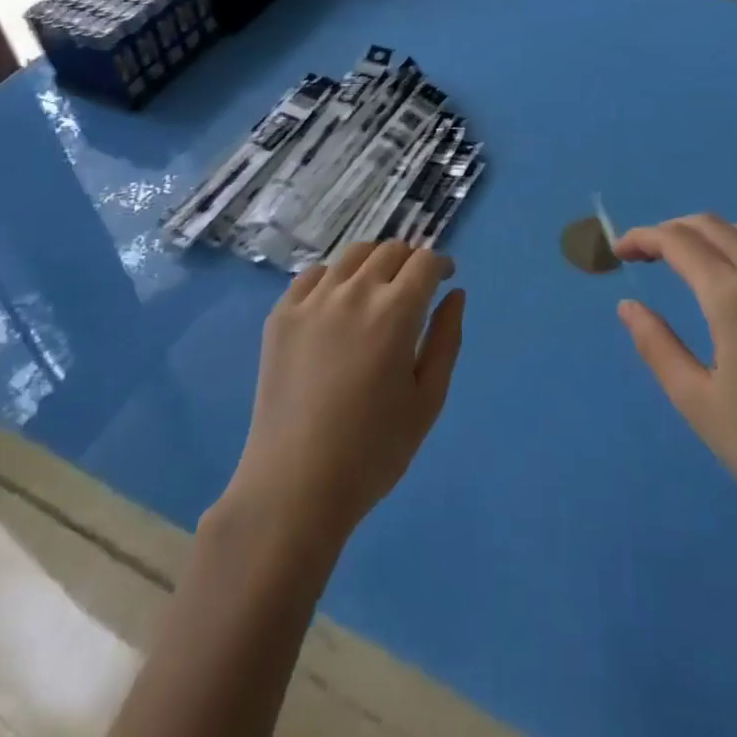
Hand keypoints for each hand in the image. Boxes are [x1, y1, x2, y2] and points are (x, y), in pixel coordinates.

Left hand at [219, 241, 464, 553]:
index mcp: (396, 312)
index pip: (425, 261)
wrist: (295, 486)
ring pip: (353, 255)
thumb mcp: (428, 400)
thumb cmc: (373, 451)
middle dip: (410, 261)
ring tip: (377, 289)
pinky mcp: (281, 314)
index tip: (444, 278)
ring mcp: (313, 300)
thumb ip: (447, 339)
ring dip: (374, 262)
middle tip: (414, 287)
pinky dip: (334, 278)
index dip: (440, 265)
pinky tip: (337, 305)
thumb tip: (455, 294)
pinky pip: (314, 275)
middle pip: (390, 250)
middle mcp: (355, 292)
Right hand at [615, 215, 736, 553]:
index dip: (643, 238)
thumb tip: (628, 305)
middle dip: (673, 230)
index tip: (620, 252)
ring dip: (711, 236)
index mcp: (735, 297)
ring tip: (689, 266)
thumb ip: (656, 345)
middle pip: (713, 225)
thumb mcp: (698, 403)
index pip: (678, 241)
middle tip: (647, 256)